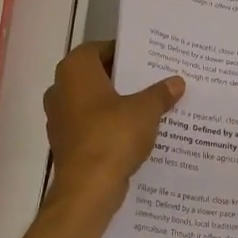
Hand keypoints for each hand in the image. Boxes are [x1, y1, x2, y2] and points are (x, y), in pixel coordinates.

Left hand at [44, 42, 183, 205]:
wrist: (87, 189)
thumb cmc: (113, 136)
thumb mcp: (146, 110)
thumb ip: (161, 92)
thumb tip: (177, 82)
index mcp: (75, 71)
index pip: (99, 48)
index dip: (124, 50)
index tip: (148, 56)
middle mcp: (61, 89)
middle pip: (97, 75)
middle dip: (123, 77)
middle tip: (154, 77)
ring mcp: (60, 118)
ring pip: (94, 101)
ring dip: (117, 102)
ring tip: (150, 103)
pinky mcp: (66, 143)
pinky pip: (92, 124)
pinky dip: (110, 124)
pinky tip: (137, 130)